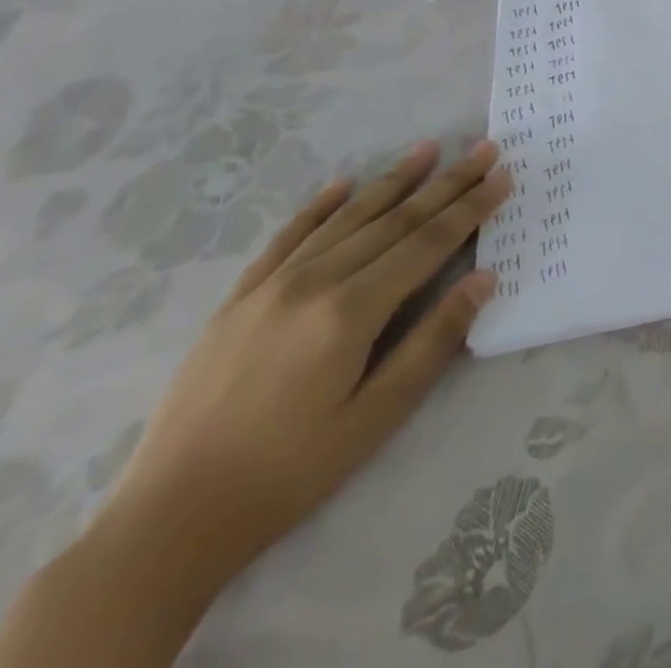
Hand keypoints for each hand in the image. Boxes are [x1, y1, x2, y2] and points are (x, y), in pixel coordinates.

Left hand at [98, 139, 509, 585]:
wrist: (166, 523)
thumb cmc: (290, 472)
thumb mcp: (376, 417)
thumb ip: (433, 341)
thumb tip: (484, 279)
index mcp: (350, 311)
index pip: (428, 243)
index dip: (471, 208)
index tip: (503, 175)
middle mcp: (313, 283)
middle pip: (395, 221)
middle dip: (446, 183)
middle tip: (483, 149)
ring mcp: (270, 287)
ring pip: (346, 219)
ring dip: (393, 181)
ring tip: (429, 148)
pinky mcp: (237, 301)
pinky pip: (287, 238)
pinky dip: (319, 207)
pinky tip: (343, 184)